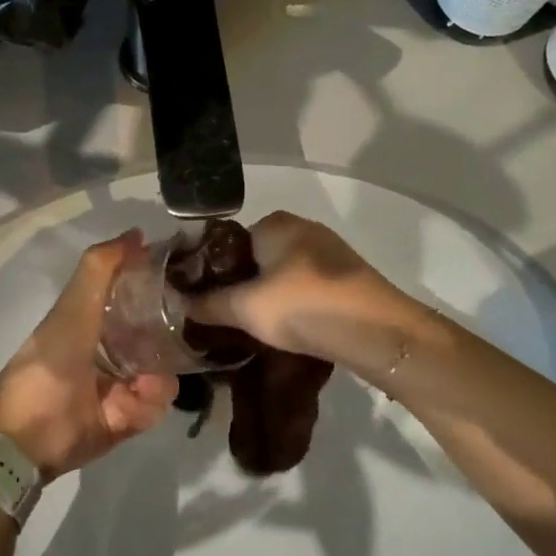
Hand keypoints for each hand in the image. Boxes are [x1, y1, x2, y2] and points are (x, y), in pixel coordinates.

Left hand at [0, 231, 177, 478]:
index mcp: (96, 320)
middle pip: (160, 338)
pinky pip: (155, 407)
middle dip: (168, 341)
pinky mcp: (128, 420)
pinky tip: (125, 405)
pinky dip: (145, 406)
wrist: (25, 435)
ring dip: (155, 379)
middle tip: (174, 343)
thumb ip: (100, 268)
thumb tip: (136, 233)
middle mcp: (113, 350)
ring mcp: (122, 386)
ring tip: (138, 385)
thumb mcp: (73, 308)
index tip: (183, 283)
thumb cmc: (48, 363)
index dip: (159, 289)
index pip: (139, 297)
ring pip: (163, 374)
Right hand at [183, 211, 421, 371]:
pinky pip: (306, 285)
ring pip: (282, 273)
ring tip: (254, 328)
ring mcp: (328, 250)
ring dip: (268, 296)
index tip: (202, 301)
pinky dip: (293, 302)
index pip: (227, 242)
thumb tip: (178, 304)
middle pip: (256, 257)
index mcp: (274, 223)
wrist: (376, 331)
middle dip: (240, 285)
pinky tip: (289, 328)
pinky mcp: (346, 275)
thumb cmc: (303, 307)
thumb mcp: (245, 309)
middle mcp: (301, 227)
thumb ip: (208, 304)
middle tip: (225, 318)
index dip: (211, 271)